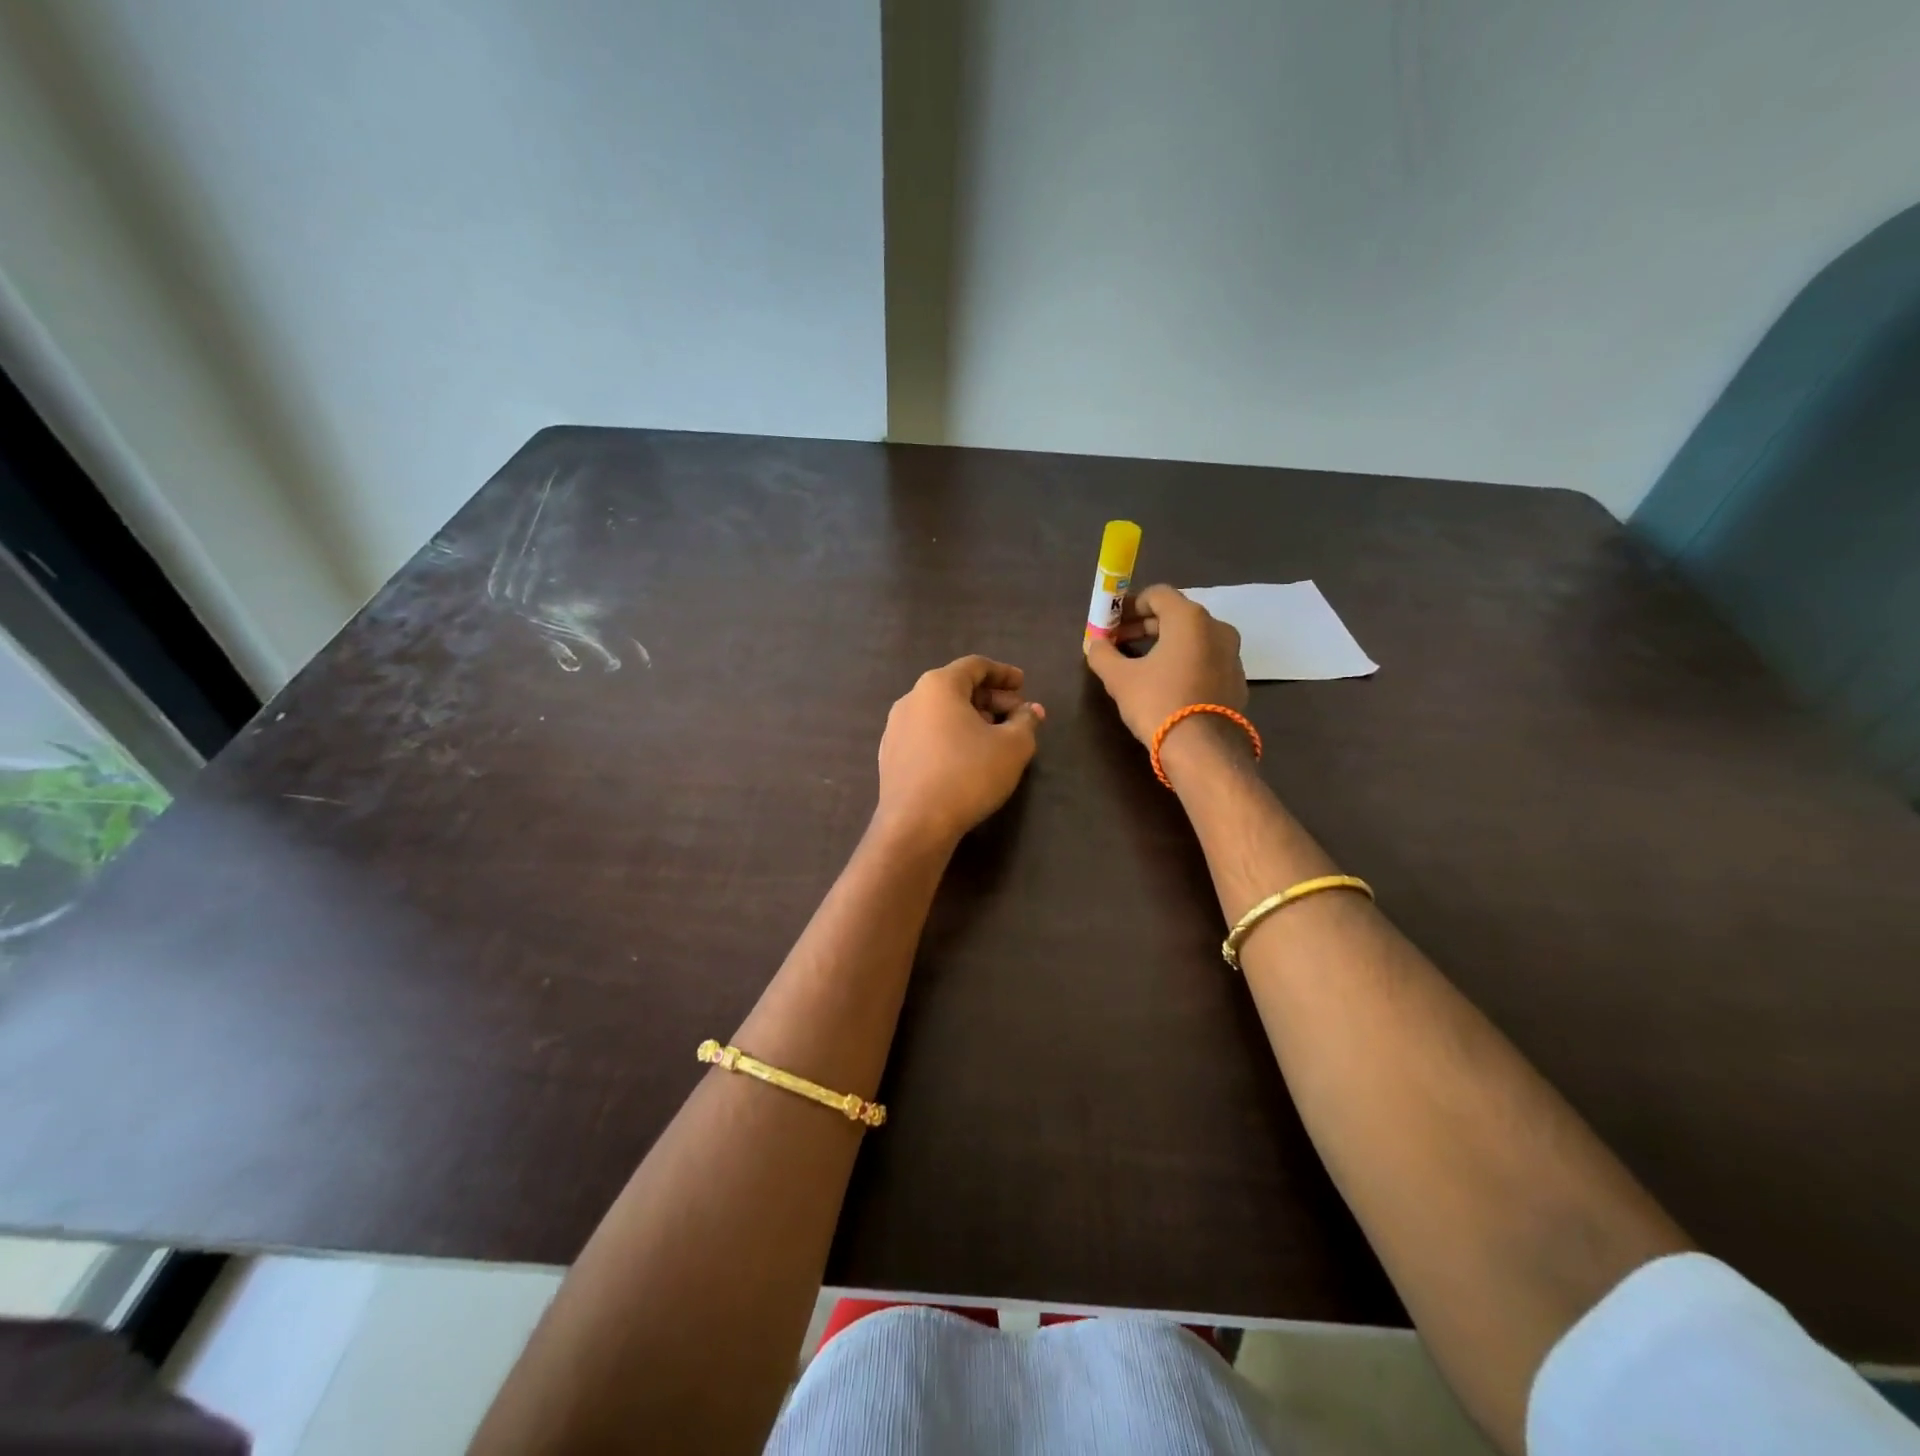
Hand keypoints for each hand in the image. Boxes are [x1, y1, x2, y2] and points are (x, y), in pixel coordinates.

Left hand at [875, 656, 1044, 845]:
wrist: (916, 824)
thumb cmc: (968, 774)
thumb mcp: (1012, 747)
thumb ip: (1026, 722)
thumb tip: (1031, 711)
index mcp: (938, 686)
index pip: (975, 666)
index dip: (1003, 674)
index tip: (1023, 684)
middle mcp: (911, 699)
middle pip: (957, 688)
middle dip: (991, 700)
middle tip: (1017, 716)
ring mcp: (896, 728)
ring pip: (941, 713)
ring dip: (971, 719)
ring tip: (995, 738)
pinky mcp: (890, 756)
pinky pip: (927, 734)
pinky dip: (950, 736)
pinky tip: (966, 758)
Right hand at [1084, 585, 1247, 746]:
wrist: (1203, 750)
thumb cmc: (1158, 703)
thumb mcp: (1119, 678)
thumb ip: (1102, 654)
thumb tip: (1095, 644)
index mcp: (1189, 618)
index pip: (1157, 594)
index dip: (1129, 605)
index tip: (1111, 623)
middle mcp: (1217, 628)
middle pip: (1175, 615)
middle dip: (1144, 625)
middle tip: (1118, 643)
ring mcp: (1232, 654)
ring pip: (1192, 638)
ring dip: (1164, 644)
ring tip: (1139, 664)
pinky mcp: (1236, 680)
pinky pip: (1205, 659)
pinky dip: (1183, 662)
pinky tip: (1165, 684)